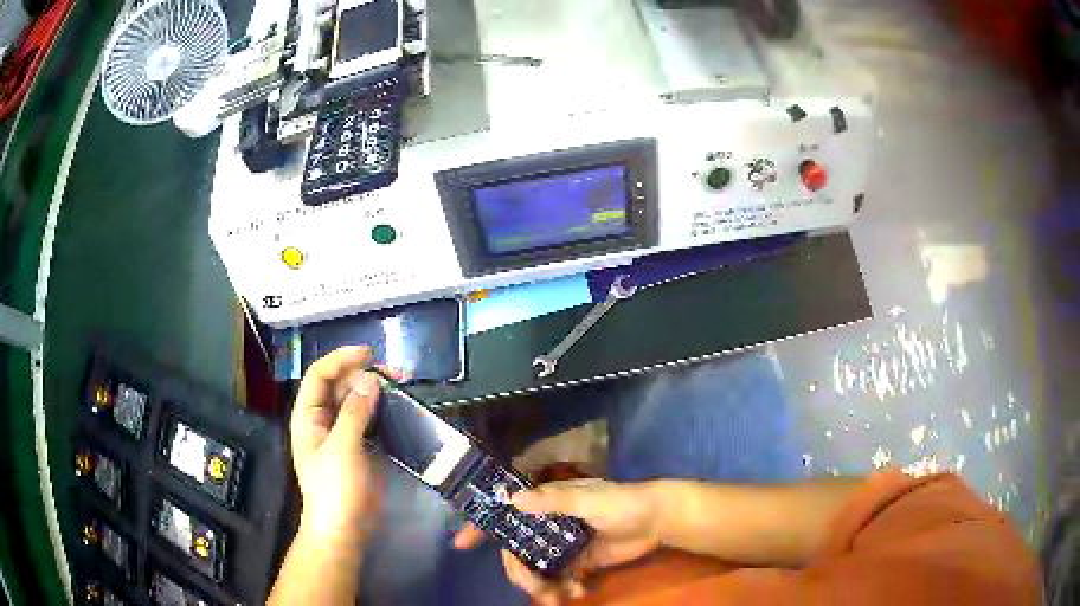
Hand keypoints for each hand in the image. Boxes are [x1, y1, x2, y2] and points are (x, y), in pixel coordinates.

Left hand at [289, 346, 382, 544]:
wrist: (345, 530)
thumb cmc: (335, 490)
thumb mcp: (342, 449)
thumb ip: (355, 413)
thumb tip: (371, 379)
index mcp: (308, 417)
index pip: (319, 375)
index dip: (340, 359)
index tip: (369, 353)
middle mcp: (324, 420)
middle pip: (341, 385)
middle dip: (364, 374)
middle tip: (396, 374)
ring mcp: (344, 434)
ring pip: (358, 401)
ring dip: (378, 391)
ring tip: (403, 385)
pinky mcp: (362, 448)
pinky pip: (372, 420)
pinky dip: (385, 411)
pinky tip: (401, 408)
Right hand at [454, 478, 661, 604]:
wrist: (658, 521)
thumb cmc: (621, 502)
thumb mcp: (587, 499)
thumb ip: (550, 501)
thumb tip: (510, 500)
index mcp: (546, 504)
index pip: (507, 513)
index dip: (482, 526)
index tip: (461, 544)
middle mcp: (548, 525)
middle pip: (518, 552)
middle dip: (521, 574)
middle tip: (536, 591)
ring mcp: (563, 545)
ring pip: (537, 569)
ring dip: (542, 587)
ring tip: (560, 599)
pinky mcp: (579, 562)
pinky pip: (559, 579)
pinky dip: (563, 589)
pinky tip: (578, 593)